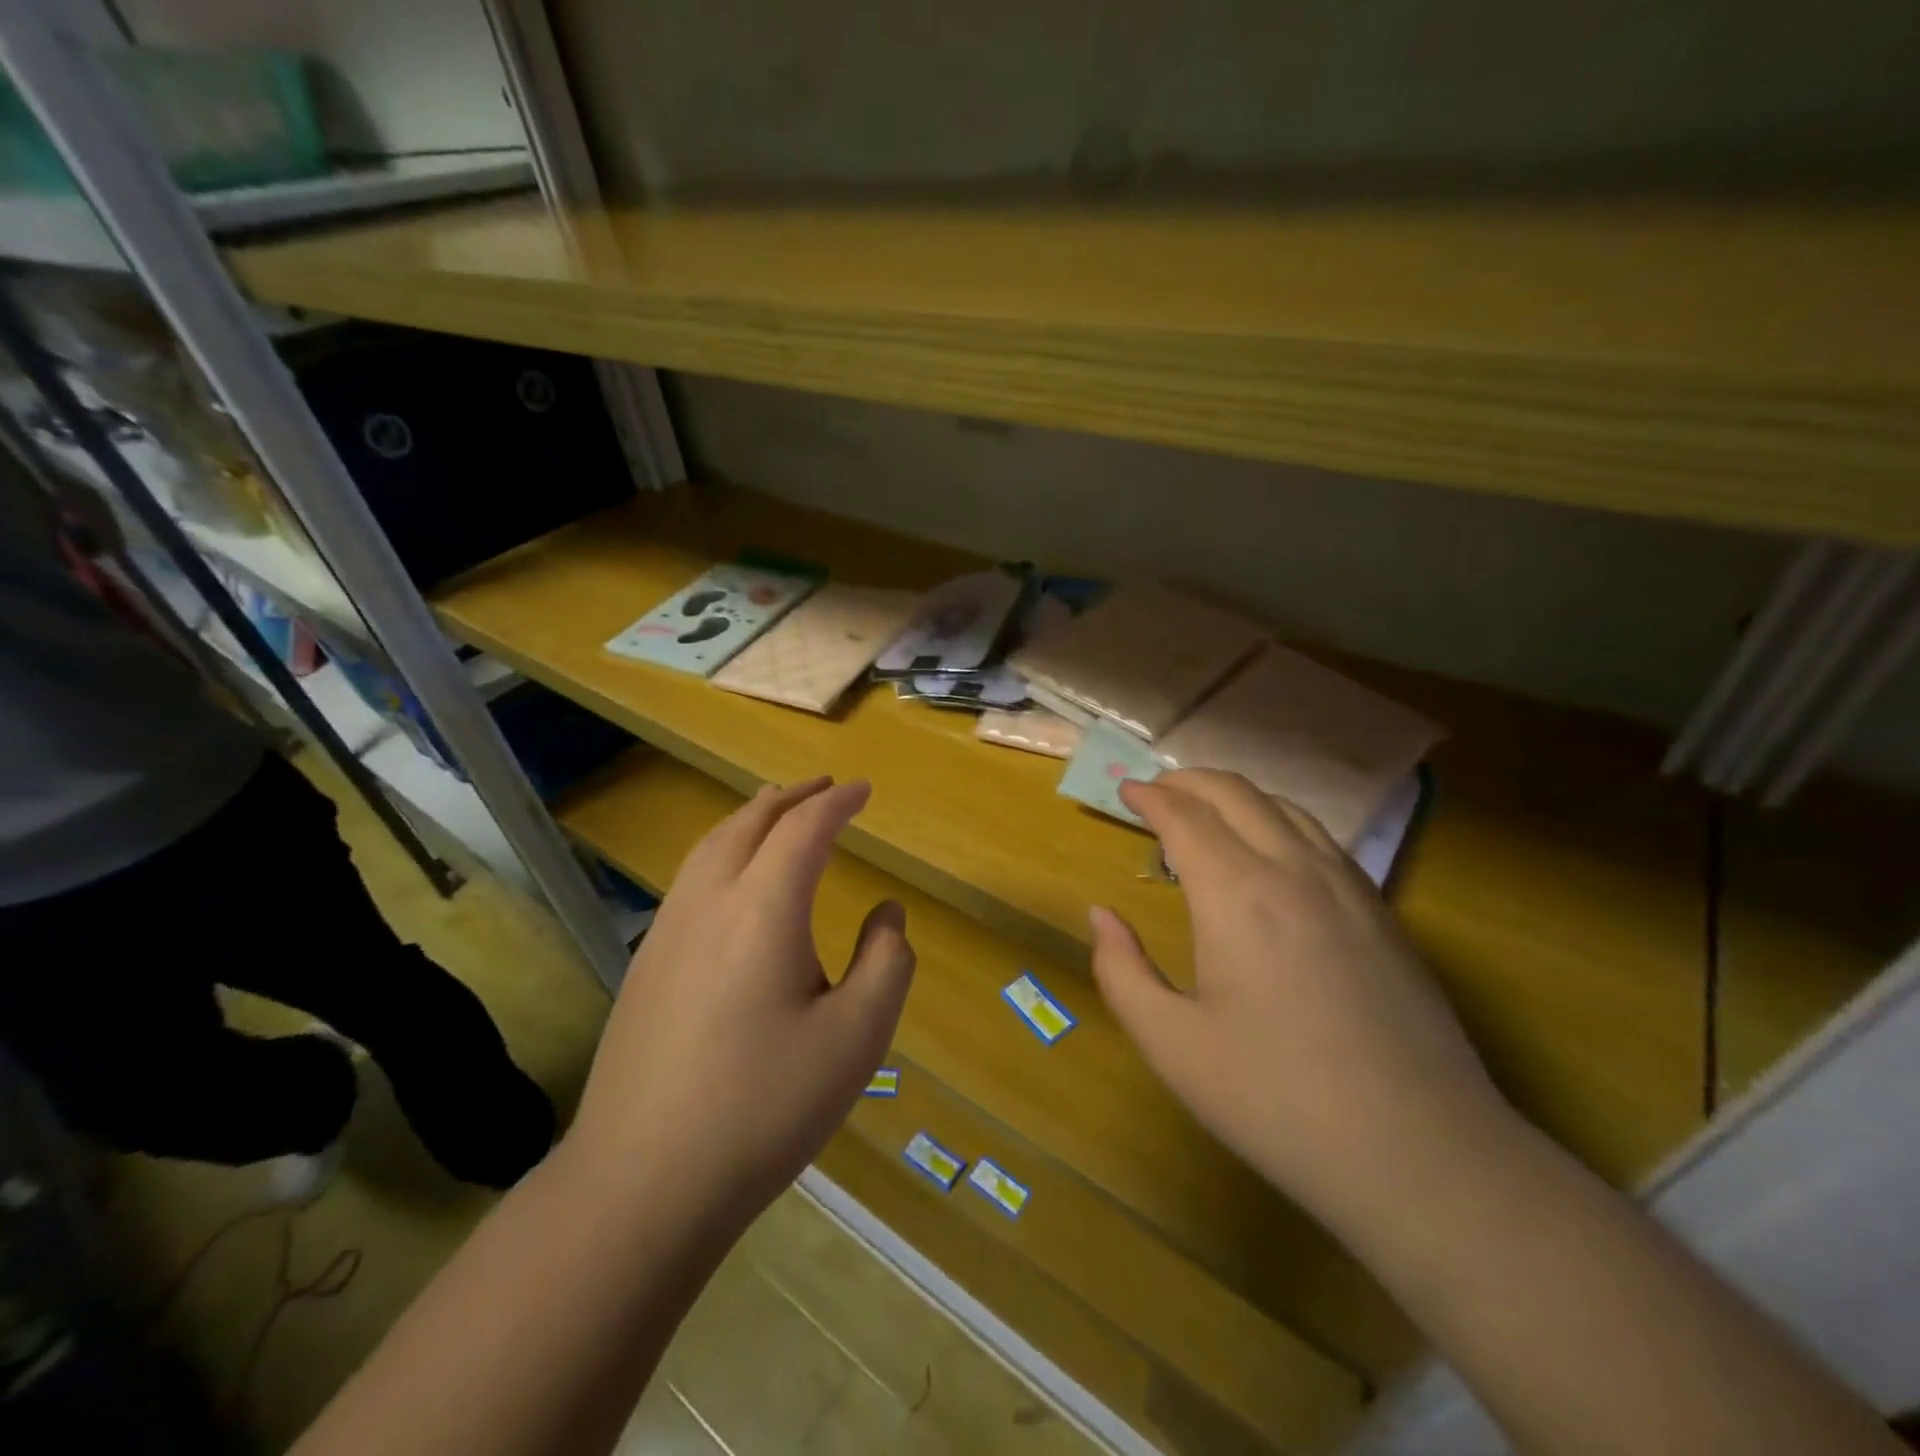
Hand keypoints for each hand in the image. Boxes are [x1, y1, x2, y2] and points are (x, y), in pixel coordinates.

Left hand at [566, 777, 915, 1227]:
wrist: (642, 1182)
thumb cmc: (765, 1106)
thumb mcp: (857, 1037)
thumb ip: (887, 960)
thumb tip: (887, 911)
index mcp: (763, 908)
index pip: (804, 828)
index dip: (837, 802)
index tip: (864, 791)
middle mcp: (709, 901)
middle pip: (750, 822)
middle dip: (792, 797)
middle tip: (824, 787)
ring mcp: (667, 931)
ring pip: (711, 845)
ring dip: (751, 817)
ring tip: (777, 809)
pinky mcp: (646, 964)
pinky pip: (690, 877)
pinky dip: (723, 850)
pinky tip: (731, 877)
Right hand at [1089, 769, 1509, 1228]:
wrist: (1420, 1154)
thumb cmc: (1277, 1099)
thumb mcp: (1171, 1045)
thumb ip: (1121, 971)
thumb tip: (1102, 915)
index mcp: (1237, 894)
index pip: (1186, 817)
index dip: (1151, 797)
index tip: (1126, 791)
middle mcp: (1293, 870)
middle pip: (1236, 794)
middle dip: (1189, 781)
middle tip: (1157, 791)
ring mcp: (1348, 887)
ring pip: (1285, 808)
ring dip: (1236, 796)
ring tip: (1206, 812)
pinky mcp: (1383, 913)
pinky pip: (1321, 839)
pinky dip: (1279, 821)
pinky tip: (1271, 853)